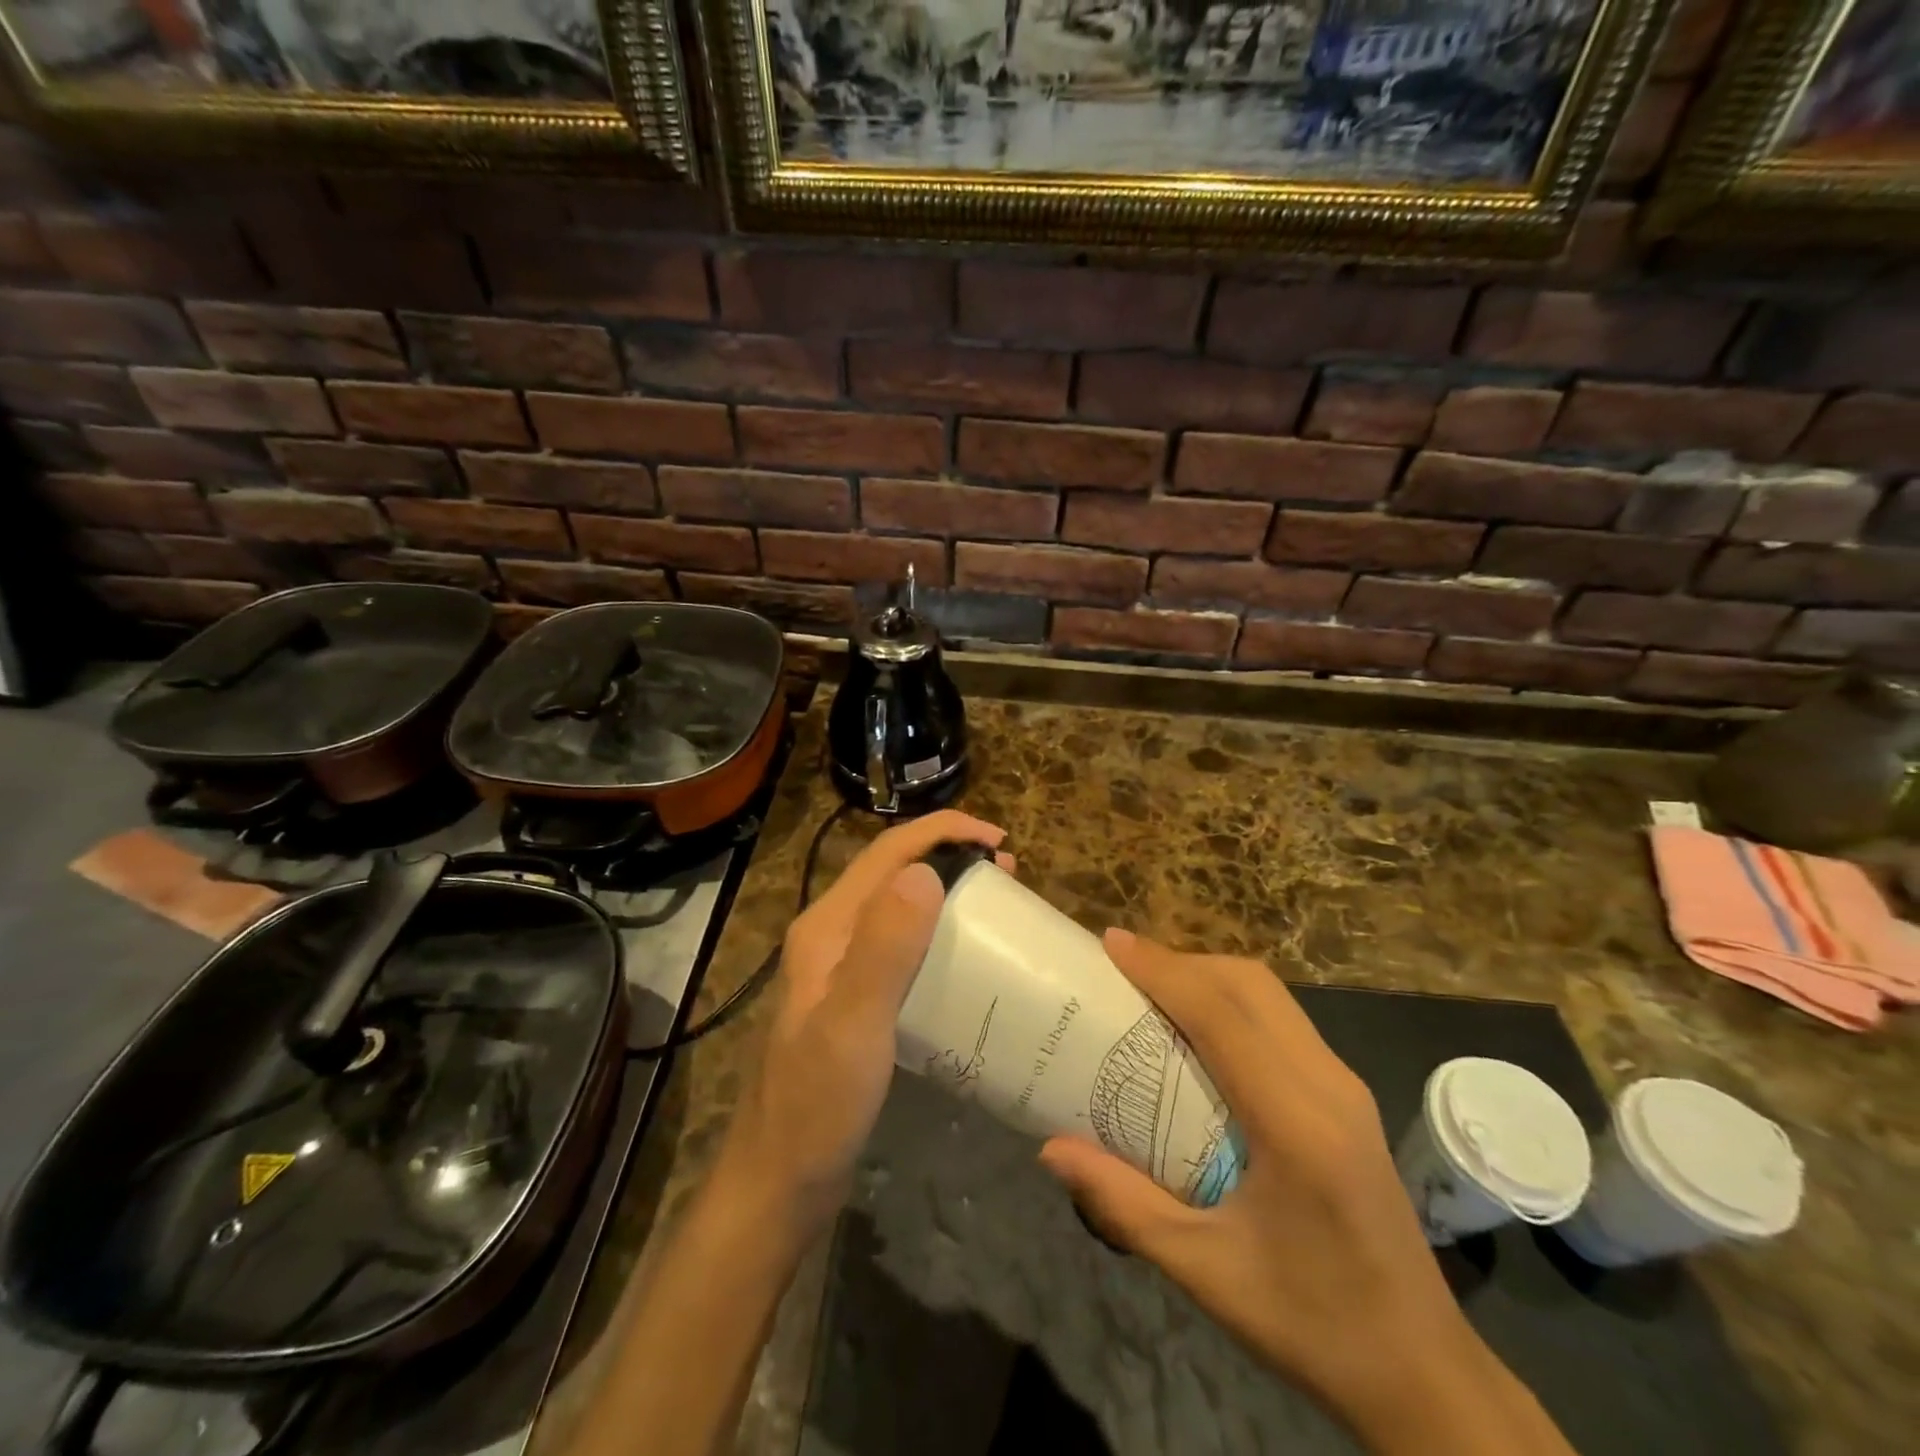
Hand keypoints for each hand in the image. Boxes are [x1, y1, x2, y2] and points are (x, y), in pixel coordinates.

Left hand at [722, 810, 1009, 1236]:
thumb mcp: (854, 1024)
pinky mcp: (855, 999)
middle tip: (1008, 874)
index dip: (942, 832)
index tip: (999, 840)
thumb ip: (884, 947)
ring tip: (996, 906)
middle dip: (950, 856)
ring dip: (946, 892)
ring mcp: (840, 969)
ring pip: (898, 907)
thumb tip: (925, 870)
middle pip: (893, 873)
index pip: (886, 853)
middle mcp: (831, 936)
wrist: (778, 1184)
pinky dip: (938, 933)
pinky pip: (902, 946)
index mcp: (827, 927)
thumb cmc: (816, 1106)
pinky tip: (965, 959)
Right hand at [1038, 931, 1572, 1455]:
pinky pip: (1284, 1020)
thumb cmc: (1313, 1324)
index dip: (1163, 970)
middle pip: (1251, 985)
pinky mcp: (1348, 1097)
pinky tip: (1202, 1030)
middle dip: (1184, 962)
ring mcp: (1345, 1087)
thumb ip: (1124, 1203)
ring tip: (1155, 988)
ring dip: (1210, 977)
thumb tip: (1050, 1148)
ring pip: (1271, 996)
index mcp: (1296, 1123)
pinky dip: (1234, 1002)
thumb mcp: (1205, 1270)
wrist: (1425, 1374)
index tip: (1111, 943)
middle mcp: (1328, 1086)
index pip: (1221, 1016)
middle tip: (1125, 968)